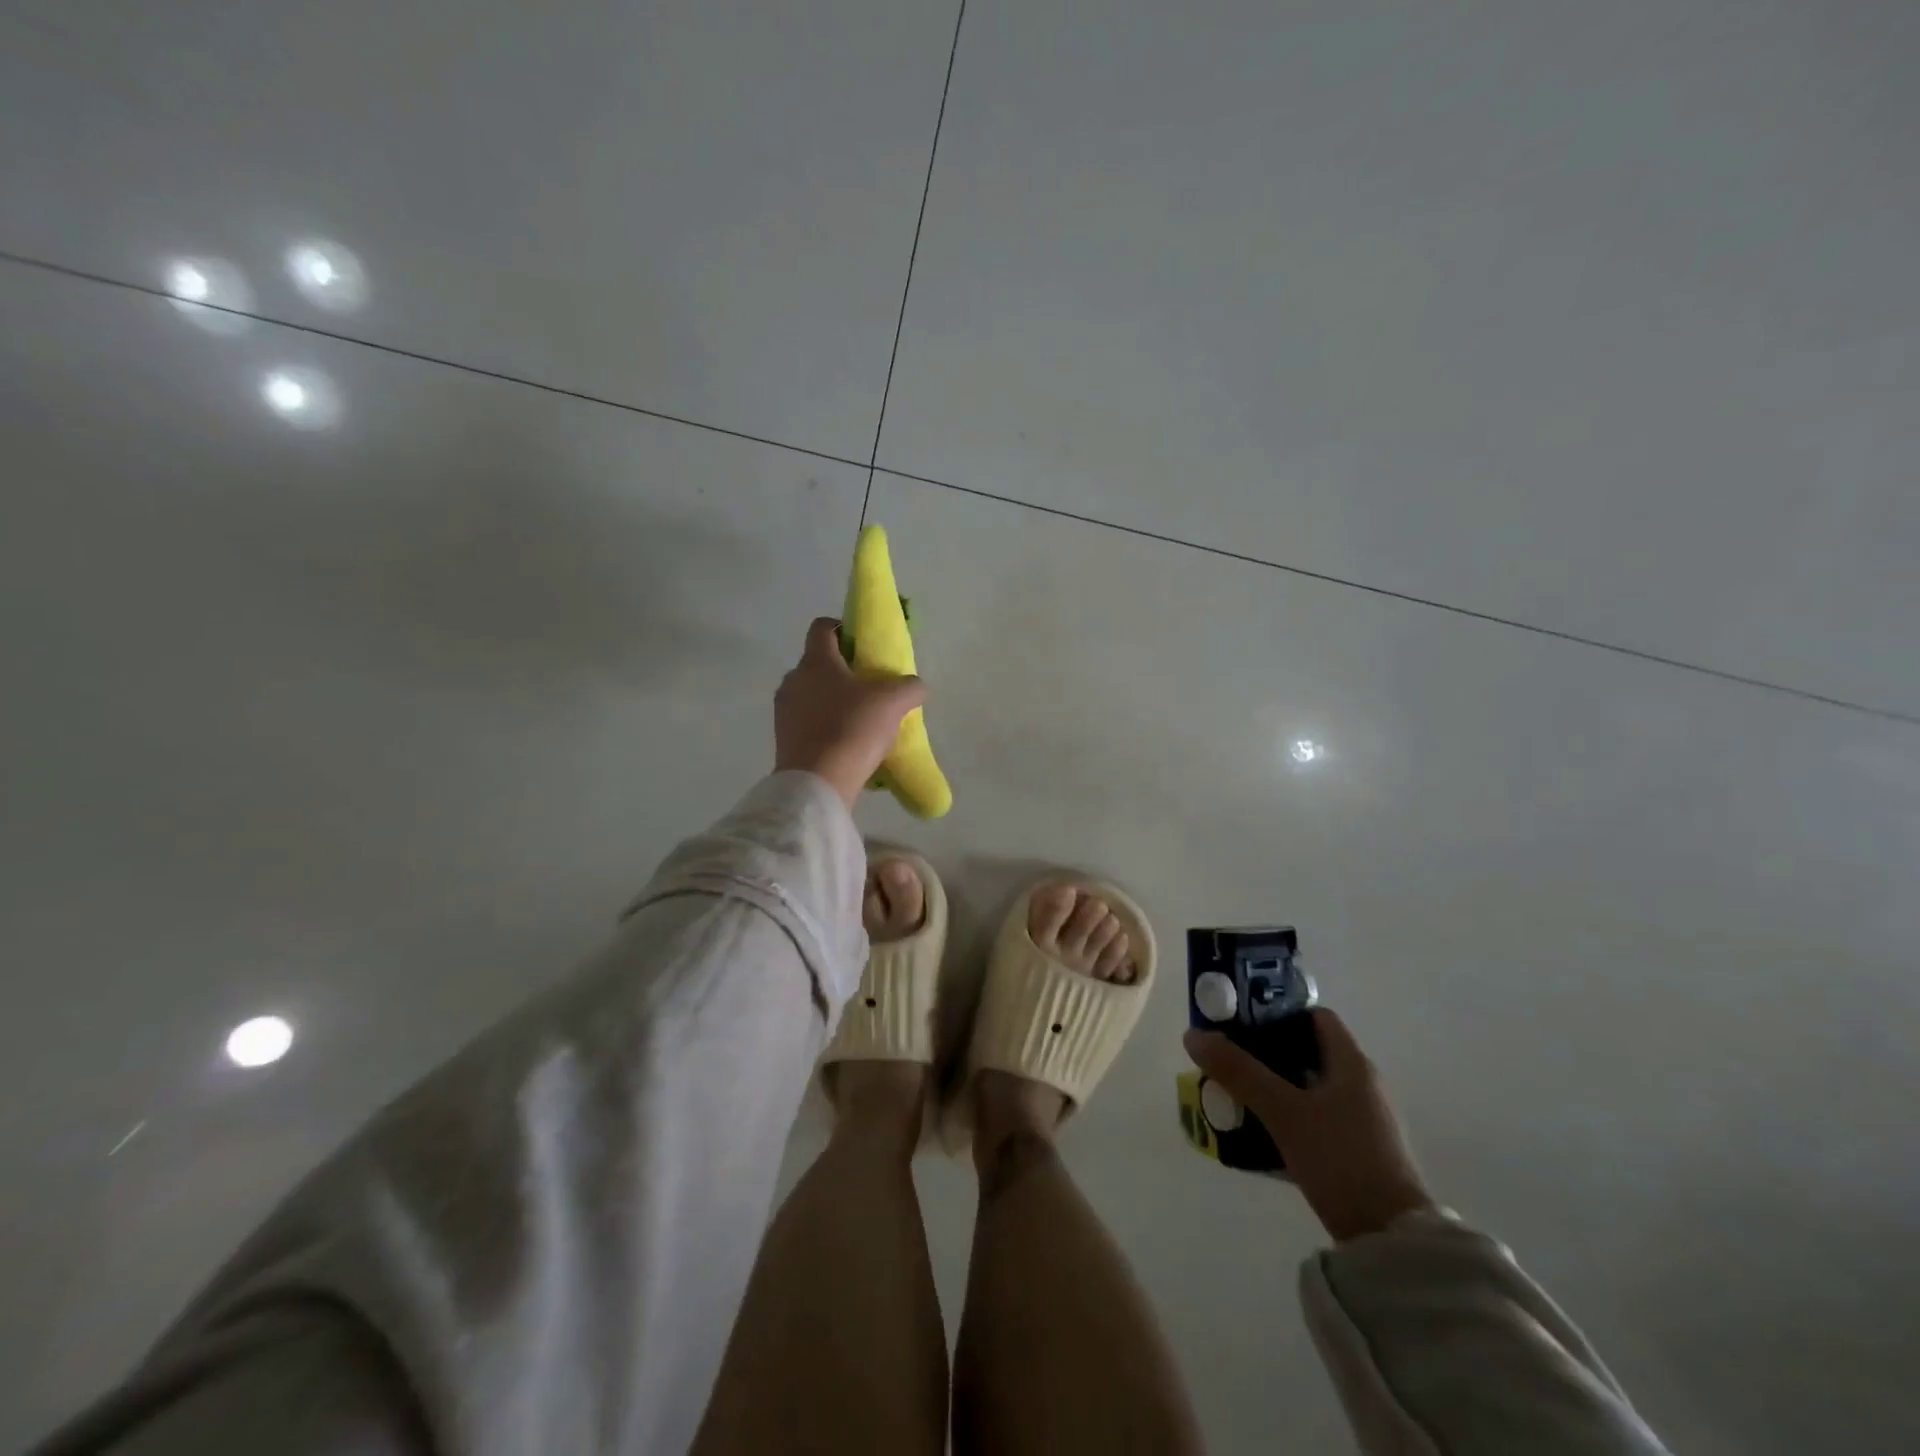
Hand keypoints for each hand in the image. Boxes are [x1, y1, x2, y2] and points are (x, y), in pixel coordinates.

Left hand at [775, 617, 926, 810]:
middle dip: (843, 672)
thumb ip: (909, 687)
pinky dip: (825, 727)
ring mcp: (784, 711)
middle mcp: (793, 680)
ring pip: (812, 695)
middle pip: (818, 664)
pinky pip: (807, 723)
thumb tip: (916, 686)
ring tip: (860, 720)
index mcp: (816, 661)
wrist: (818, 782)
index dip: (843, 629)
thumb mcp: (893, 702)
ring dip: (833, 701)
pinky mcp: (783, 739)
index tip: (864, 645)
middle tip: (870, 688)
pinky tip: (847, 744)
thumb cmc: (852, 728)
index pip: (822, 627)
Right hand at [1184, 1010, 1435, 1242]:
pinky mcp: (1357, 1152)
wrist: (1390, 1242)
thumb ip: (1239, 1072)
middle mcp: (1361, 1085)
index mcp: (1352, 1064)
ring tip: (1235, 1093)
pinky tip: (1259, 1131)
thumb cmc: (1341, 1160)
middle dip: (1265, 1052)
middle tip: (1229, 1058)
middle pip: (1306, 1051)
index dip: (1278, 1012)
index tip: (1241, 1019)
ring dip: (1273, 1086)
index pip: (1314, 1016)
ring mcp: (1362, 1121)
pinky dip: (1287, 1116)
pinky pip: (1314, 1119)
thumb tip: (1194, 1035)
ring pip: (1308, 1087)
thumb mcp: (1284, 1112)